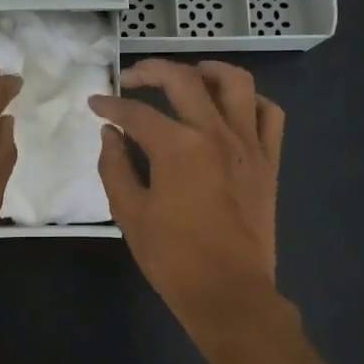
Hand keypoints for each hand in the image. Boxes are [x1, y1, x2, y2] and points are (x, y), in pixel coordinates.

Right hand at [89, 59, 284, 327]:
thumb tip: (110, 134)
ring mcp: (248, 144)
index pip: (135, 112)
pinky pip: (269, 114)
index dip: (110, 105)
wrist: (229, 292)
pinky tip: (232, 108)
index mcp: (177, 147)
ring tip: (189, 75)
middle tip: (131, 78)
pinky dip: (251, 101)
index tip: (95, 104)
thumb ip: (115, 167)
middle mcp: (215, 133)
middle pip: (184, 81)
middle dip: (151, 71)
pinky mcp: (269, 161)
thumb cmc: (173, 258)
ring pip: (236, 83)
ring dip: (208, 70)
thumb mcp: (130, 214)